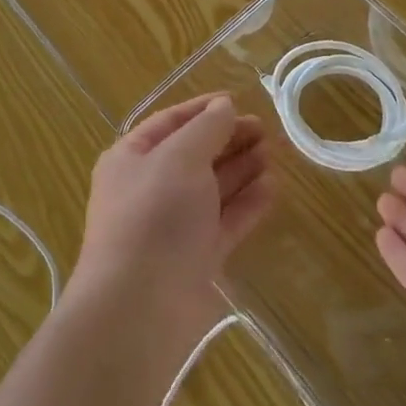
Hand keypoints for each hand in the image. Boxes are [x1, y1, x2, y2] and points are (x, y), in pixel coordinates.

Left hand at [74, 93, 275, 351]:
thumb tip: (223, 107)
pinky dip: (247, 203)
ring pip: (212, 189)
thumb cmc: (154, 216)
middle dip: (227, 139)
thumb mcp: (179, 158)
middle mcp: (150, 189)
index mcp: (131, 159)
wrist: (140, 305)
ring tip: (273, 152)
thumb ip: (205, 129)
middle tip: (265, 129)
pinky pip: (225, 221)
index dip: (203, 110)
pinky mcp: (196, 257)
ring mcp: (173, 225)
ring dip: (241, 168)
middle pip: (194, 155)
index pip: (169, 123)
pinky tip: (272, 187)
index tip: (238, 100)